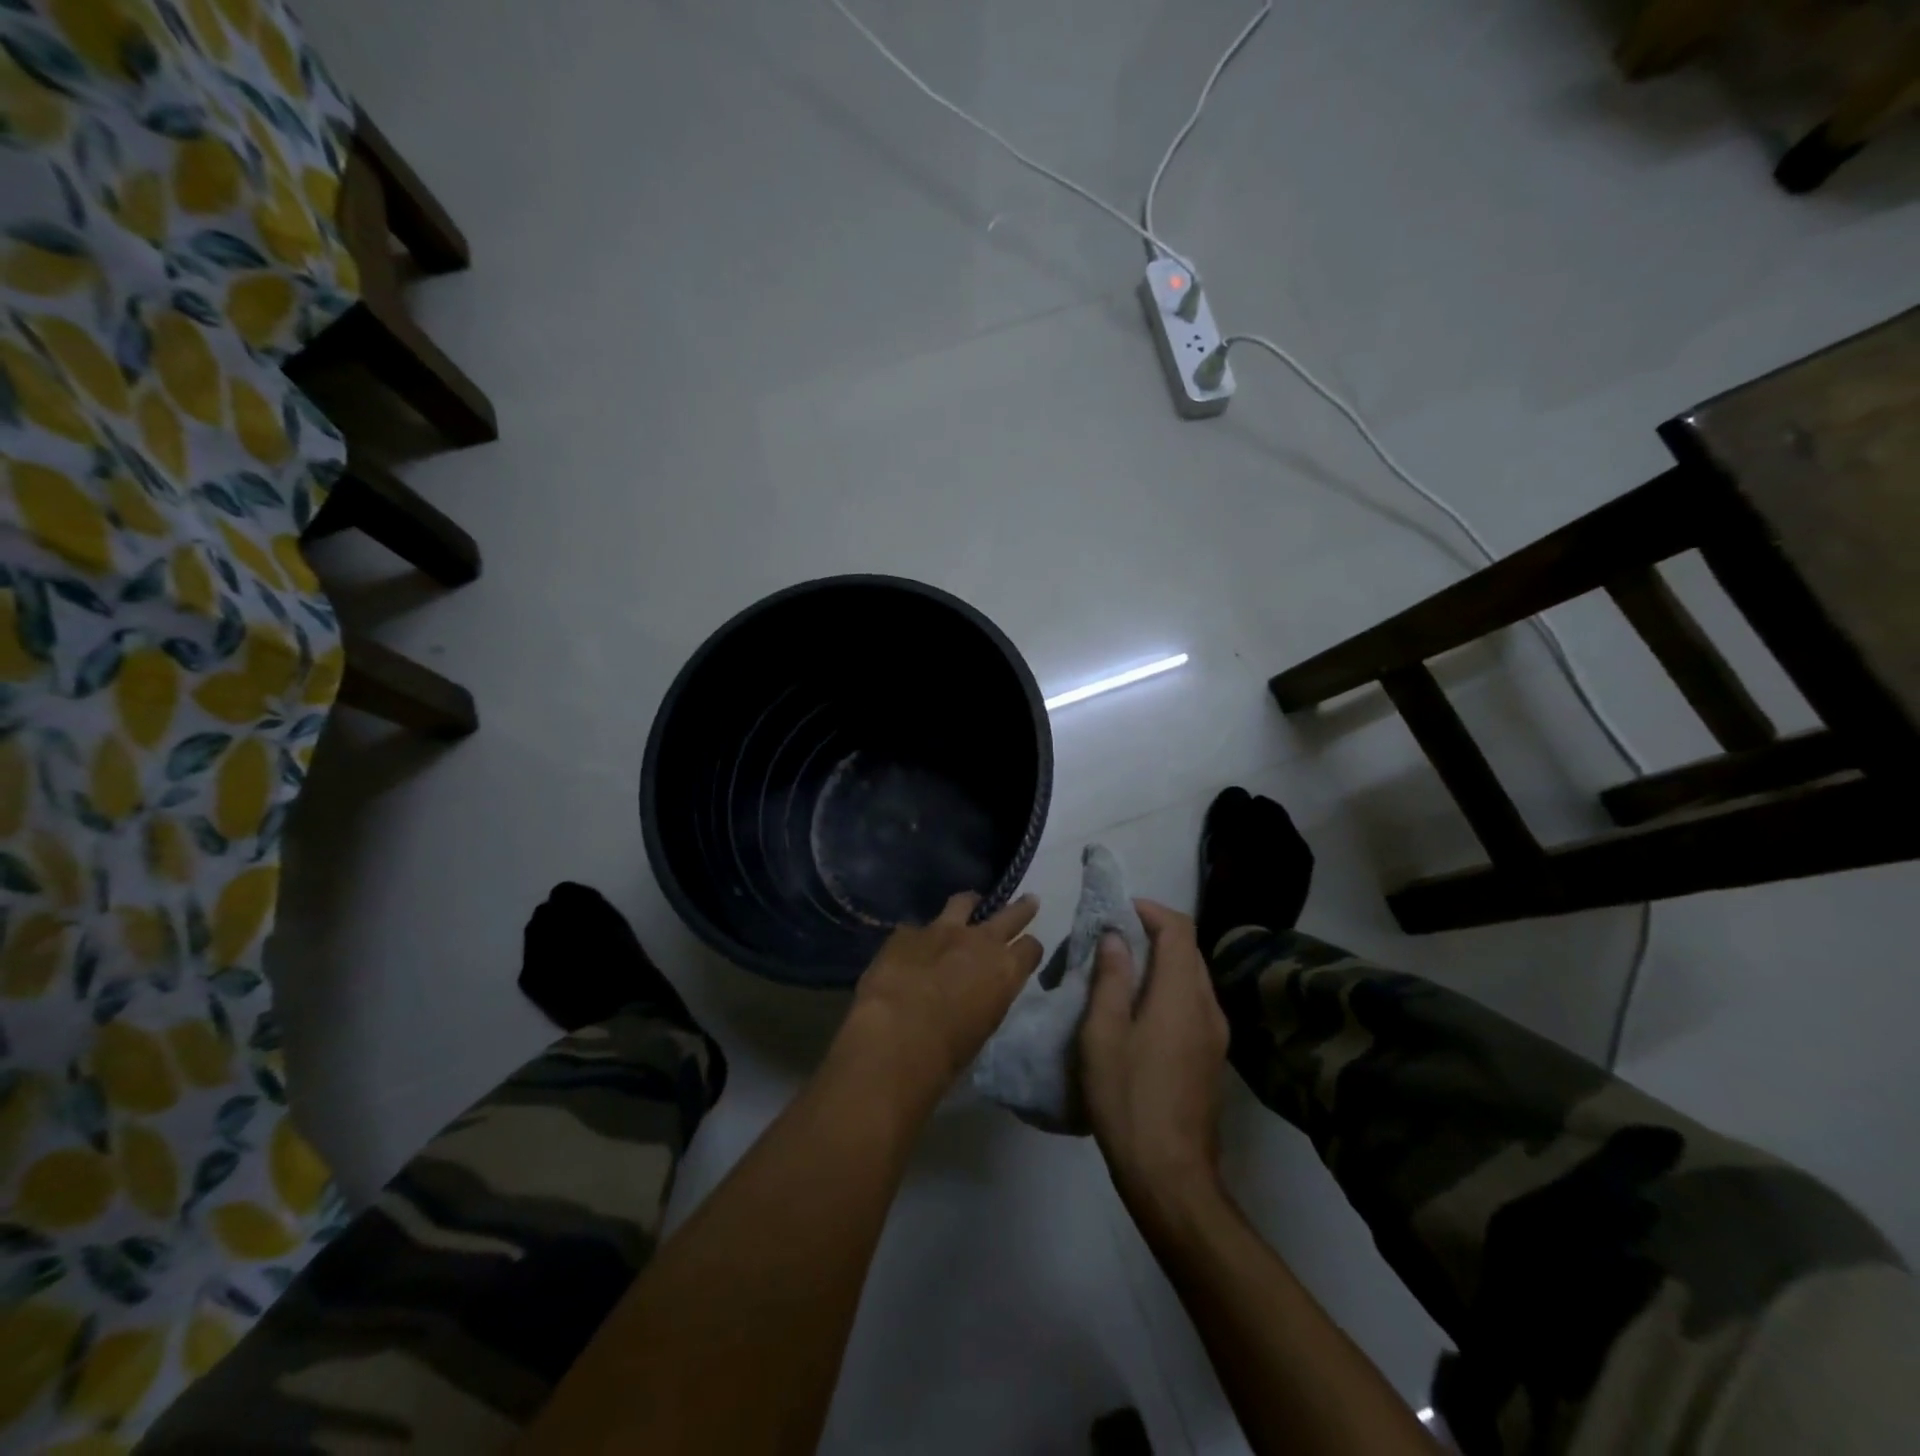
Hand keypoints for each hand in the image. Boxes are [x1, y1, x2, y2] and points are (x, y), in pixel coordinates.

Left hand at [837, 892, 1042, 1113]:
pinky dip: (919, 937)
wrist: (896, 1034)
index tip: (1027, 951)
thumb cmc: (947, 1051)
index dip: (1029, 950)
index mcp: (1005, 970)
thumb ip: (987, 999)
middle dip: (1021, 908)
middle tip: (1029, 900)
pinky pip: (917, 928)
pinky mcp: (907, 932)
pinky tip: (910, 949)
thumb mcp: (982, 1027)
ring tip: (969, 905)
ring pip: (963, 903)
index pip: (1031, 948)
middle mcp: (980, 941)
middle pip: (1010, 914)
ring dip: (968, 905)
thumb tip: (978, 994)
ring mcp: (942, 930)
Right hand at [1080, 900, 1229, 1213]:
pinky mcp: (1213, 1055)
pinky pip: (1193, 1001)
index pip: (1178, 929)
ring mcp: (1216, 1033)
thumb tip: (1116, 936)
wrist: (1171, 1175)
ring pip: (1192, 975)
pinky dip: (1168, 987)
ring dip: (1161, 960)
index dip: (1150, 910)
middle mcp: (1207, 1006)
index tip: (1117, 911)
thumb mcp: (1103, 1035)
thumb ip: (1111, 979)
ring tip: (1121, 970)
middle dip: (1153, 932)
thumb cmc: (1127, 1099)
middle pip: (1188, 949)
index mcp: (1180, 995)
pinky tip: (1139, 1008)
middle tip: (1112, 938)